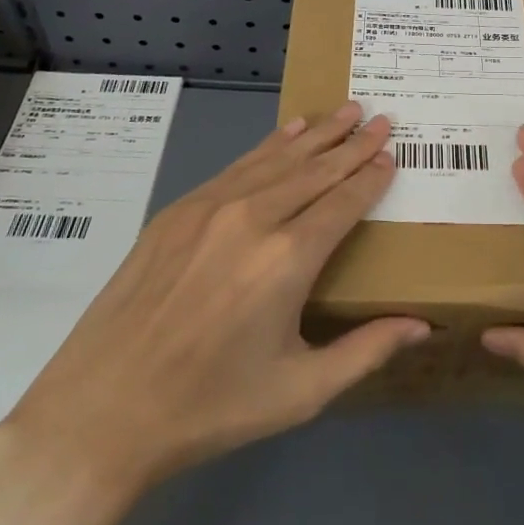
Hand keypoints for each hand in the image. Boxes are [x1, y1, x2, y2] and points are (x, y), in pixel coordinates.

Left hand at [2, 104, 427, 509]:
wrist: (101, 413)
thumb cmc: (210, 408)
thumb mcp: (299, 392)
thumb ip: (366, 350)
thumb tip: (422, 325)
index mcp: (287, 259)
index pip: (343, 203)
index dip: (371, 178)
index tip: (392, 156)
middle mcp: (253, 218)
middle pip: (315, 170)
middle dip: (352, 144)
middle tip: (380, 118)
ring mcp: (210, 208)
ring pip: (277, 159)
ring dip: (316, 134)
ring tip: (345, 111)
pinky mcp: (177, 211)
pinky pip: (237, 167)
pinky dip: (269, 146)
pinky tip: (288, 132)